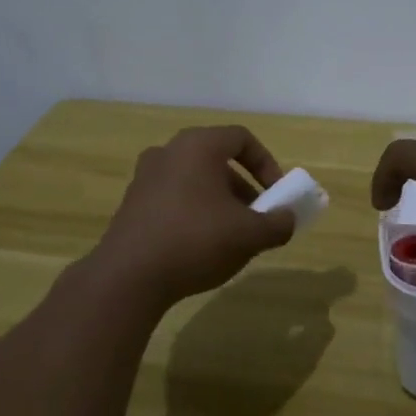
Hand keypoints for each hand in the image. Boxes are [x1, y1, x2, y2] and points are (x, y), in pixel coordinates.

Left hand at [93, 127, 297, 307]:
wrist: (129, 276)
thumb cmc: (196, 241)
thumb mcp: (250, 235)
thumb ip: (278, 224)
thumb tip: (287, 219)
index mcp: (197, 146)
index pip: (241, 138)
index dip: (267, 163)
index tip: (277, 194)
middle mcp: (168, 152)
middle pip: (217, 161)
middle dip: (244, 189)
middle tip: (257, 218)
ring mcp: (145, 178)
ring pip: (195, 182)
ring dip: (220, 203)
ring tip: (231, 238)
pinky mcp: (132, 204)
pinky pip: (174, 199)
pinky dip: (194, 214)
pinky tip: (200, 248)